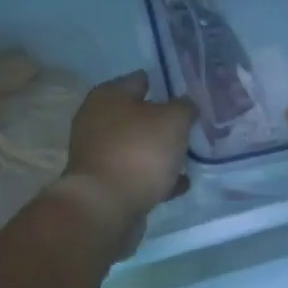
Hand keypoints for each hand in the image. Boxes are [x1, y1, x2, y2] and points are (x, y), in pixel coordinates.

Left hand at [56, 72, 195, 250]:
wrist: (105, 208)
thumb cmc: (138, 151)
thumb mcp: (173, 120)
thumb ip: (184, 107)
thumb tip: (185, 105)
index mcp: (108, 95)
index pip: (140, 79)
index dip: (164, 83)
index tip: (187, 94)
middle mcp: (96, 120)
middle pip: (137, 115)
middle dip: (162, 121)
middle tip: (190, 126)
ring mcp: (98, 154)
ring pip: (136, 146)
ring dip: (159, 151)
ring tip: (188, 157)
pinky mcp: (103, 184)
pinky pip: (135, 174)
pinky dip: (155, 178)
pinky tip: (179, 184)